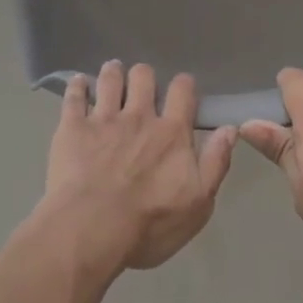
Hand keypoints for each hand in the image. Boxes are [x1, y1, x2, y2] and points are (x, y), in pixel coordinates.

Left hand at [38, 62, 235, 274]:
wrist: (92, 229)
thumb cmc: (150, 224)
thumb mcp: (198, 204)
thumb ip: (215, 163)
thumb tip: (230, 129)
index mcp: (171, 132)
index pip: (183, 91)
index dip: (183, 85)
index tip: (181, 89)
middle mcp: (138, 116)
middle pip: (143, 76)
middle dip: (143, 76)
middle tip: (140, 85)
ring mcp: (103, 118)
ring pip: (109, 79)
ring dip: (112, 73)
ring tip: (112, 74)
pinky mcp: (72, 126)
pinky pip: (74, 95)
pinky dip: (77, 85)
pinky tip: (78, 83)